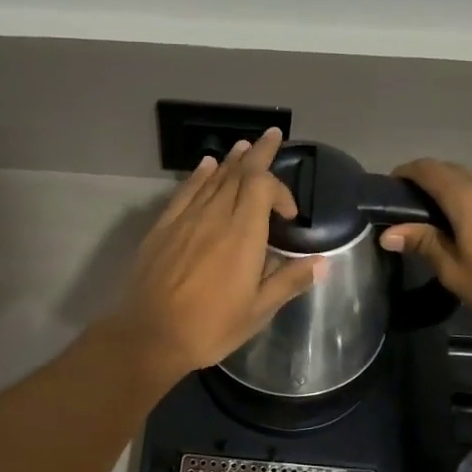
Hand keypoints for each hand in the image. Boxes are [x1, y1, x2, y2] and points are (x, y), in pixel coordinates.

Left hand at [109, 129, 324, 383]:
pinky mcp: (163, 228)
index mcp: (243, 235)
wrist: (150, 335)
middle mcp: (215, 217)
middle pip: (239, 173)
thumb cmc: (210, 327)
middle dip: (259, 153)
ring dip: (231, 161)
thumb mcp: (257, 311)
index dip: (280, 189)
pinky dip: (198, 176)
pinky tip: (205, 166)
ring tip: (245, 145)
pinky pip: (185, 192)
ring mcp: (185, 219)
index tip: (289, 214)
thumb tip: (321, 263)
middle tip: (273, 135)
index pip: (263, 187)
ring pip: (212, 178)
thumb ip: (288, 281)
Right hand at [379, 159, 471, 325]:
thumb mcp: (454, 269)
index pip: (426, 168)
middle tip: (401, 209)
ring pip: (465, 181)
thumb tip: (388, 233)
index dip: (403, 173)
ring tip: (425, 219)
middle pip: (446, 170)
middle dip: (421, 182)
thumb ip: (423, 244)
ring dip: (443, 191)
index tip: (385, 191)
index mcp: (464, 196)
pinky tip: (456, 226)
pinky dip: (461, 200)